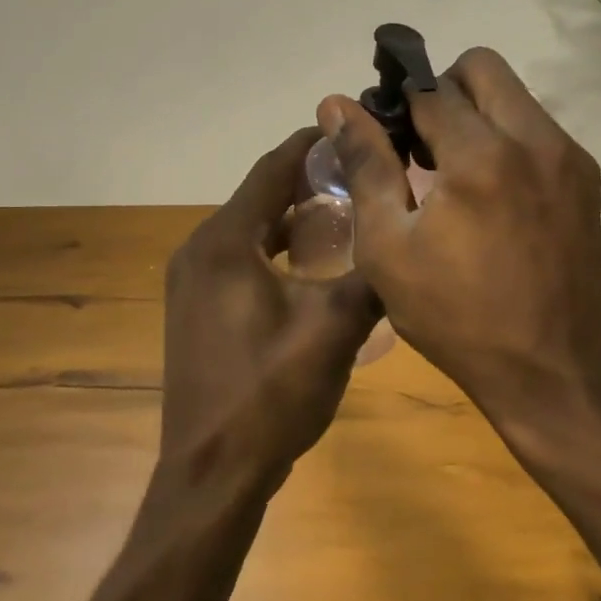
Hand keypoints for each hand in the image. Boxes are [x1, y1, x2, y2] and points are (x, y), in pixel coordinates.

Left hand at [160, 127, 381, 491]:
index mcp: (224, 242)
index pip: (271, 169)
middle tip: (364, 175)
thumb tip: (407, 242)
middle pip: (260, 196)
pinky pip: (241, 258)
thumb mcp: (333, 331)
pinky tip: (315, 264)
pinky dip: (276, 249)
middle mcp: (199, 250)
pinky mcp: (197, 307)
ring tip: (349, 214)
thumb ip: (372, 279)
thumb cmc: (269, 396)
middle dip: (310, 180)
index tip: (355, 128)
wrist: (212, 473)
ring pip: (251, 229)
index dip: (313, 144)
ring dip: (294, 217)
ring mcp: (192, 281)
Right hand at [318, 48, 600, 449]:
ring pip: (514, 96)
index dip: (396, 104)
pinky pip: (537, 129)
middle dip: (443, 91)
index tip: (384, 135)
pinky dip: (507, 140)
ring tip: (455, 174)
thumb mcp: (389, 247)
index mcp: (481, 156)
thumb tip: (337, 104)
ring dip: (477, 115)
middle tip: (421, 144)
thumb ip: (366, 165)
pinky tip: (492, 195)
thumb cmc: (455, 316)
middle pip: (482, 67)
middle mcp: (535, 140)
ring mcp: (569, 157)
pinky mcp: (587, 179)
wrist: (549, 370)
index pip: (429, 89)